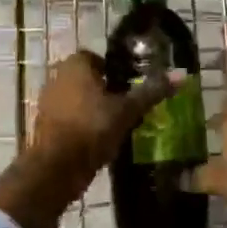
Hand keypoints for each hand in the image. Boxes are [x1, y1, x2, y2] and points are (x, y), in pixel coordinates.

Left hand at [30, 51, 180, 177]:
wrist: (56, 168)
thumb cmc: (92, 129)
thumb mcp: (127, 110)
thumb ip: (152, 91)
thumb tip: (182, 75)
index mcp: (75, 64)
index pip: (99, 58)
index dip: (116, 71)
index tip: (131, 87)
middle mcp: (57, 76)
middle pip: (89, 79)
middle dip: (106, 91)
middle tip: (128, 107)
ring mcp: (48, 101)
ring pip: (78, 99)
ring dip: (94, 109)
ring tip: (117, 126)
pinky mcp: (44, 125)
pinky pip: (69, 118)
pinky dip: (83, 125)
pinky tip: (99, 140)